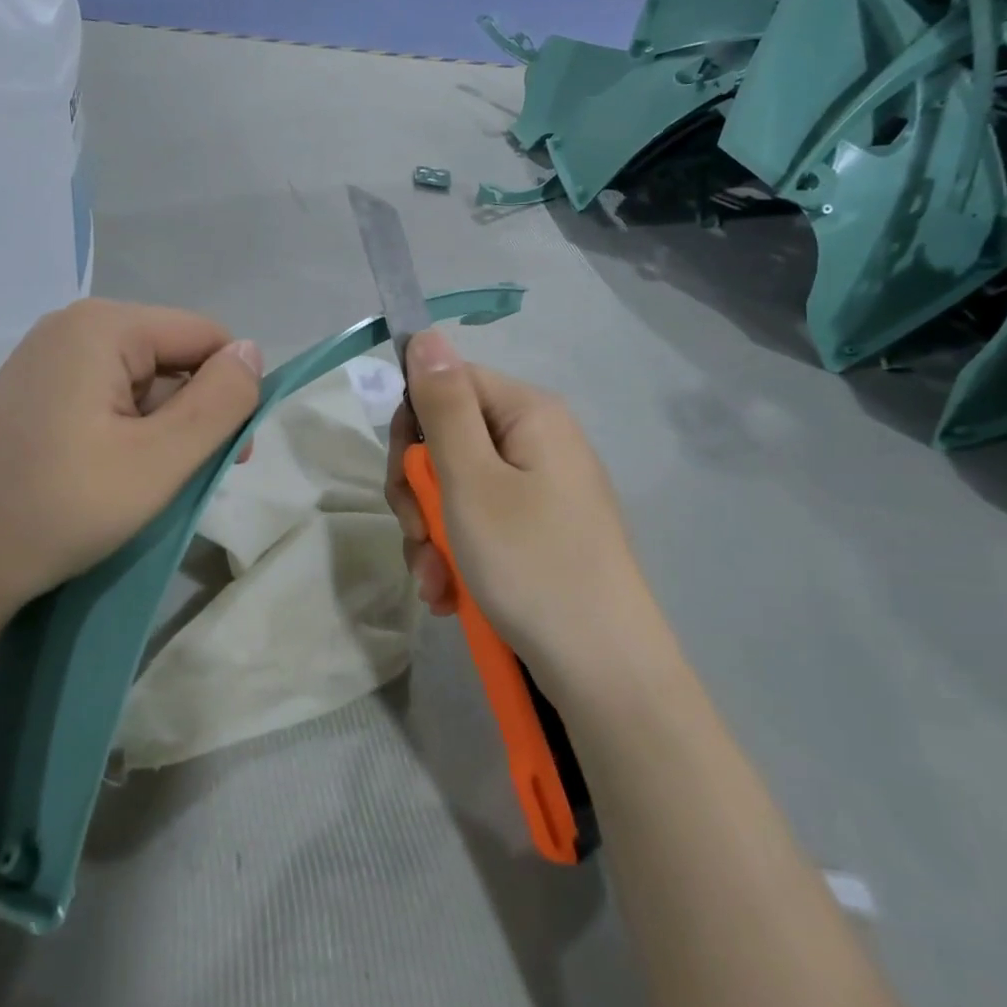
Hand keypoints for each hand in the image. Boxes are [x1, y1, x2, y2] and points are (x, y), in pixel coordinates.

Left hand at [0, 300, 261, 642]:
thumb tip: (252, 352)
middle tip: (190, 477)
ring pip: (144, 380)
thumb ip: (220, 401)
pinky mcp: (34, 392)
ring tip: (149, 483)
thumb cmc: (61, 509)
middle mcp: (72, 326)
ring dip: (164, 427)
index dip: (230, 391)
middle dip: (196, 412)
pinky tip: (114, 475)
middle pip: (174, 355)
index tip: (228, 455)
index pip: (206, 335)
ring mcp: (47, 358)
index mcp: (103, 326)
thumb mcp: (161, 460)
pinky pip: (108, 396)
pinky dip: (129, 431)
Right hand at [385, 331, 659, 684]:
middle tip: (414, 532)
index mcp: (529, 413)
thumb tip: (425, 334)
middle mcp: (538, 442)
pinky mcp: (538, 532)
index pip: (448, 381)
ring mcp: (540, 490)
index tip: (402, 474)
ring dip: (431, 533)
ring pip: (455, 489)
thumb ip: (443, 406)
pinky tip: (450, 594)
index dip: (411, 423)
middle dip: (418, 490)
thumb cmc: (531, 564)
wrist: (604, 671)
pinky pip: (479, 525)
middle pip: (448, 438)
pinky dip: (456, 555)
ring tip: (435, 581)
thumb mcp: (471, 481)